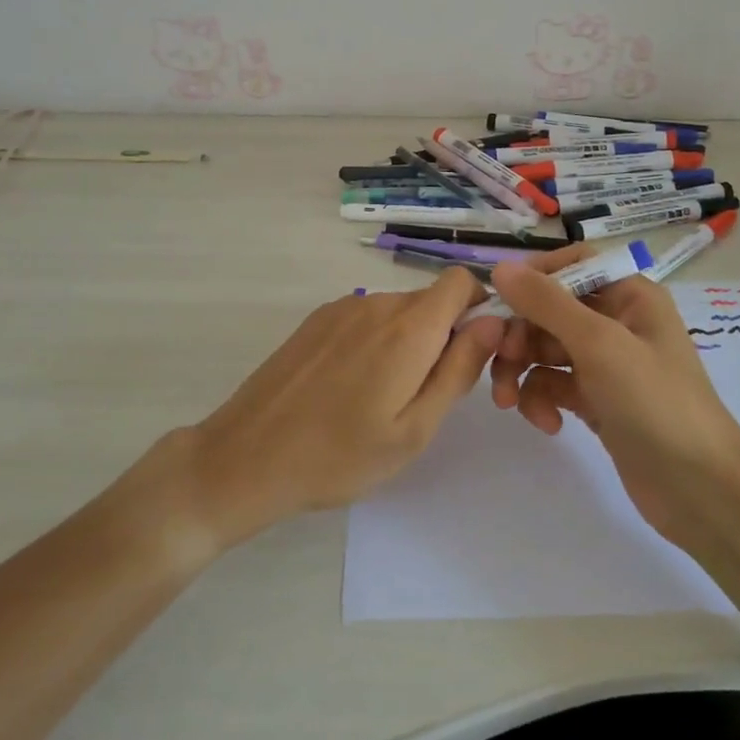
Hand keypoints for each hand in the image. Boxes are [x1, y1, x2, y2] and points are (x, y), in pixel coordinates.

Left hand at [183, 270, 505, 549]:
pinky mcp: (316, 320)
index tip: (472, 353)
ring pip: (397, 311)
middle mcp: (376, 303)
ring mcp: (341, 308)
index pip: (460, 281)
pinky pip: (365, 318)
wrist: (247, 457)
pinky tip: (351, 388)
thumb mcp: (415, 429)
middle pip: (430, 300)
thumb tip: (493, 323)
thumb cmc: (340, 455)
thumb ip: (459, 370)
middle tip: (427, 394)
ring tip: (384, 398)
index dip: (478, 308)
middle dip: (444, 334)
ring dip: (408, 341)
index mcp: (408, 328)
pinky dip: (376, 342)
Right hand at [488, 250, 739, 551]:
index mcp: (629, 295)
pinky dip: (542, 400)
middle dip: (520, 334)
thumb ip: (546, 303)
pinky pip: (553, 385)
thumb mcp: (599, 344)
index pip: (573, 264)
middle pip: (549, 309)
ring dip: (521, 371)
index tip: (500, 299)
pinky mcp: (596, 401)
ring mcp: (606, 364)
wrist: (700, 489)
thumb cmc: (655, 402)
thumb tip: (500, 268)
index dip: (534, 277)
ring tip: (509, 402)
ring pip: (545, 349)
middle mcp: (617, 322)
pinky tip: (548, 424)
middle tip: (500, 360)